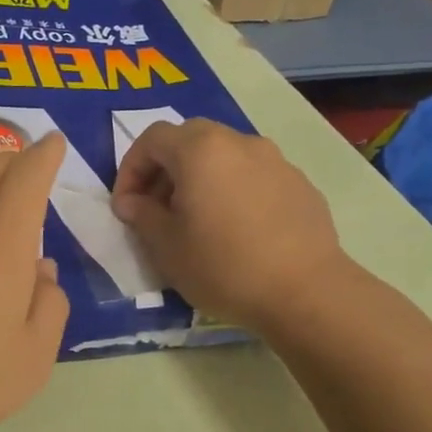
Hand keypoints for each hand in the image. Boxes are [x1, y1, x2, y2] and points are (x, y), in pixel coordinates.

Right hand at [111, 118, 344, 332]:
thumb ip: (142, 215)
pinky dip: (234, 190)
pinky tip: (236, 230)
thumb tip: (131, 202)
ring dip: (201, 178)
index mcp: (200, 150)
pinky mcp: (300, 184)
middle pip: (190, 139)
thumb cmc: (223, 266)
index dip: (130, 168)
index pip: (152, 138)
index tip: (126, 206)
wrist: (305, 292)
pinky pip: (254, 176)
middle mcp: (239, 142)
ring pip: (225, 156)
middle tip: (157, 208)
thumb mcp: (166, 247)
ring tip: (197, 219)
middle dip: (165, 168)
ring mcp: (275, 160)